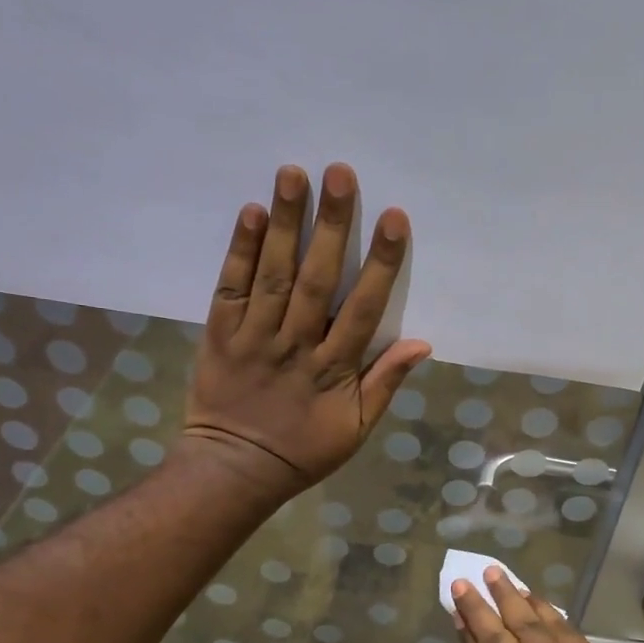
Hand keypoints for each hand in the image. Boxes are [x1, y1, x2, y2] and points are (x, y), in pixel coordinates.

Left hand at [182, 163, 430, 498]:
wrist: (234, 470)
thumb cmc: (303, 451)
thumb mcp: (356, 429)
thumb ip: (385, 383)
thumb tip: (422, 343)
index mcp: (333, 369)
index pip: (362, 308)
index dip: (379, 263)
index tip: (393, 218)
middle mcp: (295, 344)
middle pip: (315, 278)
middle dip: (330, 224)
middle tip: (339, 172)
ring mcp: (254, 336)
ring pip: (272, 274)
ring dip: (285, 223)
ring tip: (293, 174)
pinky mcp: (220, 334)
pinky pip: (230, 287)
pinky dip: (239, 251)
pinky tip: (251, 213)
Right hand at [453, 567, 643, 642]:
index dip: (467, 640)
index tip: (457, 615)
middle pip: (497, 642)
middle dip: (477, 609)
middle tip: (462, 582)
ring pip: (528, 625)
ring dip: (509, 596)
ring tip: (494, 573)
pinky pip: (559, 627)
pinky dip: (543, 609)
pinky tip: (532, 596)